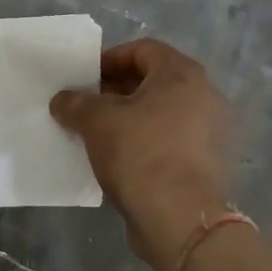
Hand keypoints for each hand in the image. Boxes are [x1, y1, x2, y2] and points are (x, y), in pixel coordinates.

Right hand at [50, 38, 233, 270]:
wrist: (180, 221)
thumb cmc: (140, 154)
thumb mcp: (97, 121)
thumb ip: (76, 103)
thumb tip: (62, 100)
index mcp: (182, 74)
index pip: (143, 49)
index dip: (110, 59)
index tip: (85, 78)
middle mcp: (203, 96)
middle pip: (153, 81)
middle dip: (116, 90)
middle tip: (87, 105)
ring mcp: (209, 132)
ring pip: (161, 113)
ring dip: (130, 118)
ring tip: (98, 133)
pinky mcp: (206, 164)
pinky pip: (170, 140)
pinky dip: (145, 142)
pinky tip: (118, 158)